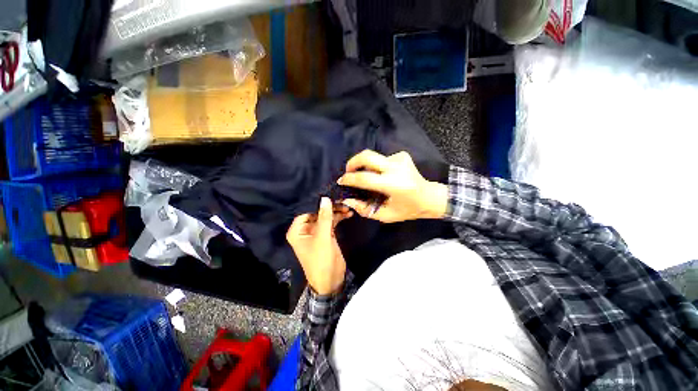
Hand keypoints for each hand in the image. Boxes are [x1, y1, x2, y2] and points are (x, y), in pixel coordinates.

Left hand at [286, 198, 351, 294]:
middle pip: (317, 213)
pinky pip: (331, 223)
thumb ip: (325, 217)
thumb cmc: (321, 260)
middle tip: (342, 202)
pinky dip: (339, 218)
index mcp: (297, 231)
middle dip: (330, 208)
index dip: (317, 204)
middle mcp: (305, 230)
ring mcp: (317, 232)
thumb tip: (325, 198)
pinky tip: (348, 214)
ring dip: (336, 212)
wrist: (331, 280)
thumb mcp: (323, 237)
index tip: (330, 195)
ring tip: (348, 208)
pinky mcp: (326, 235)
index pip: (306, 211)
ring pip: (326, 217)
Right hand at [337, 150, 447, 222]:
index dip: (349, 179)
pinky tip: (382, 175)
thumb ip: (364, 209)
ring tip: (366, 177)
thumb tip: (347, 200)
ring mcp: (400, 159)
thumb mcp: (385, 215)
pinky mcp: (402, 155)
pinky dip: (376, 166)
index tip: (341, 181)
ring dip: (365, 166)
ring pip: (373, 157)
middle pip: (367, 156)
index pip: (364, 178)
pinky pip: (382, 158)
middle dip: (353, 162)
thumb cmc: (408, 209)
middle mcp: (396, 168)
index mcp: (393, 185)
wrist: (429, 197)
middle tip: (348, 172)